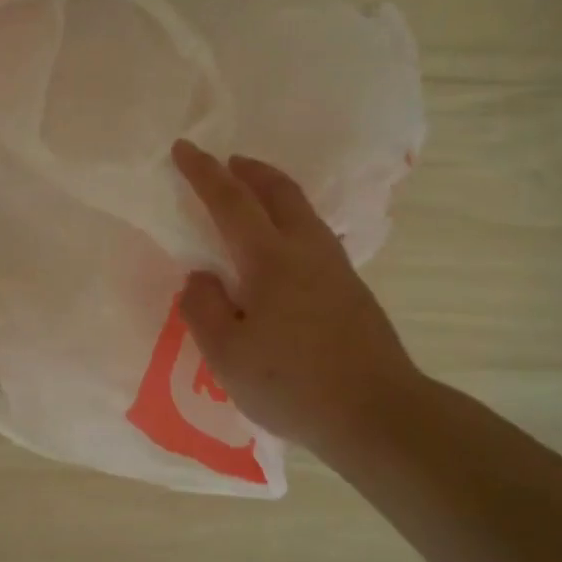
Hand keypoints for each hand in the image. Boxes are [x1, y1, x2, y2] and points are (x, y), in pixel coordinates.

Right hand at [171, 139, 421, 457]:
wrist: (378, 413)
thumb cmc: (293, 384)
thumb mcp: (227, 355)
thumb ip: (204, 308)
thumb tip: (201, 277)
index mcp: (271, 259)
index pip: (230, 201)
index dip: (204, 173)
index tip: (183, 148)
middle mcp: (307, 250)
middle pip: (279, 191)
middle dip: (249, 170)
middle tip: (227, 163)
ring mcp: (336, 269)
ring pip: (302, 211)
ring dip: (273, 193)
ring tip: (252, 199)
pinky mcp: (352, 290)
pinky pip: (314, 235)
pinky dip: (290, 221)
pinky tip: (282, 249)